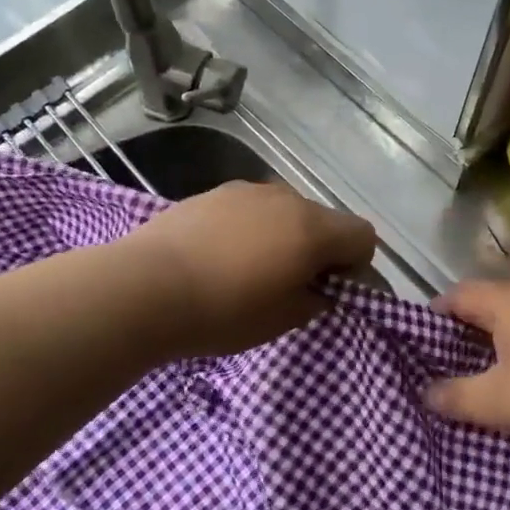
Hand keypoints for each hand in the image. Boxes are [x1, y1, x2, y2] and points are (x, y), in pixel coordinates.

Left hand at [124, 181, 375, 357]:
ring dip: (284, 236)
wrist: (145, 287)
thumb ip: (316, 299)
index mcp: (312, 228)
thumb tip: (320, 287)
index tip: (328, 292)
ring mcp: (247, 190)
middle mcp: (286, 198)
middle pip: (324, 220)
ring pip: (285, 212)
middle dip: (319, 250)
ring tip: (249, 271)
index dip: (356, 267)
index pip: (363, 236)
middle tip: (290, 286)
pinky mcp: (213, 193)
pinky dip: (251, 229)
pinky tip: (220, 257)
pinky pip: (251, 210)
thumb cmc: (224, 311)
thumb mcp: (283, 319)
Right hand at [427, 277, 509, 450]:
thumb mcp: (499, 401)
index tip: (425, 337)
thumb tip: (426, 393)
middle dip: (476, 320)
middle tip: (464, 351)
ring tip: (507, 360)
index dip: (437, 312)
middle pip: (496, 297)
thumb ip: (457, 397)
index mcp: (508, 300)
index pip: (459, 293)